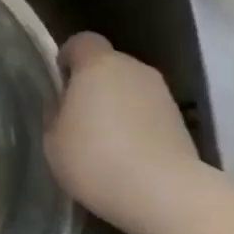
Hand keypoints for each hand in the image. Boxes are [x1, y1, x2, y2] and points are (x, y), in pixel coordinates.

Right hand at [44, 32, 200, 227]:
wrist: (163, 192)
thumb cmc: (95, 158)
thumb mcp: (53, 139)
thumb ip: (56, 112)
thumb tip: (64, 104)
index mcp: (98, 65)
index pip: (82, 41)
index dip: (68, 57)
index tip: (60, 83)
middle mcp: (134, 69)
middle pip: (109, 64)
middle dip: (92, 83)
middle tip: (77, 117)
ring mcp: (162, 94)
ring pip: (130, 88)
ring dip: (116, 105)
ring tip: (102, 141)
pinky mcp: (180, 120)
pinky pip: (147, 112)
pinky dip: (135, 124)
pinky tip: (125, 154)